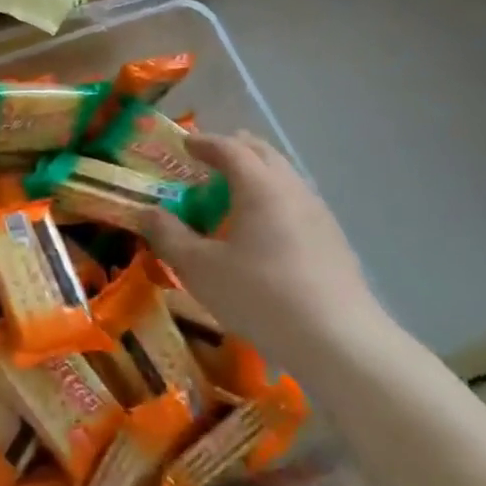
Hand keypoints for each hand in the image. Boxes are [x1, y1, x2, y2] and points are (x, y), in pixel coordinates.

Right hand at [141, 131, 382, 365]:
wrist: (339, 343)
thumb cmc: (260, 295)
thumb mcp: (199, 268)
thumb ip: (168, 235)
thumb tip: (146, 213)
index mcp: (259, 186)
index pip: (229, 147)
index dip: (203, 142)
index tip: (184, 144)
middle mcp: (292, 189)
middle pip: (263, 153)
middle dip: (234, 150)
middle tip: (209, 161)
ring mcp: (319, 215)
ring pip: (285, 177)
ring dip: (257, 175)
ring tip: (234, 196)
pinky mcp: (335, 242)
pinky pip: (297, 203)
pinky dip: (274, 201)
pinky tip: (264, 232)